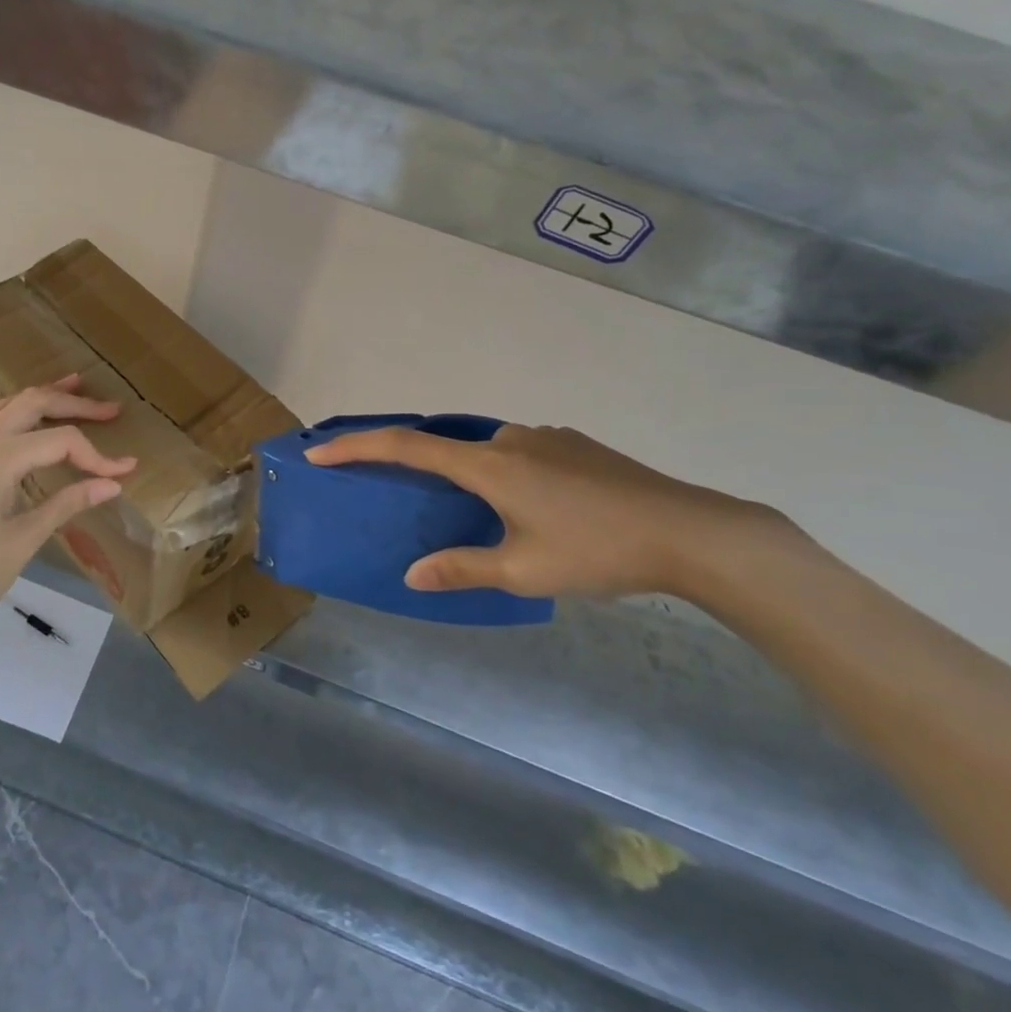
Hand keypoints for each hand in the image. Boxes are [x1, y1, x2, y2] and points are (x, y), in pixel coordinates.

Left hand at [0, 376, 134, 637]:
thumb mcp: (24, 539)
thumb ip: (68, 503)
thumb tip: (112, 484)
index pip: (61, 441)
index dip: (97, 455)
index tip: (126, 471)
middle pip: (33, 403)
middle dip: (74, 403)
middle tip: (111, 410)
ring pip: (8, 406)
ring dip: (44, 397)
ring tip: (75, 389)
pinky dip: (21, 413)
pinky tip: (34, 425)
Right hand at [306, 422, 783, 601]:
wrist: (690, 531)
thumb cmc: (596, 551)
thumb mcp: (524, 571)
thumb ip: (462, 568)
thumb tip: (413, 575)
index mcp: (488, 464)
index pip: (406, 447)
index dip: (357, 447)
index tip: (320, 452)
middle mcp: (510, 438)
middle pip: (447, 447)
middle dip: (422, 469)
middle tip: (415, 503)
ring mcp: (546, 437)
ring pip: (490, 453)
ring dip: (473, 478)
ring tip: (490, 522)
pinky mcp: (576, 445)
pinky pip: (523, 454)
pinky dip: (508, 475)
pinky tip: (538, 512)